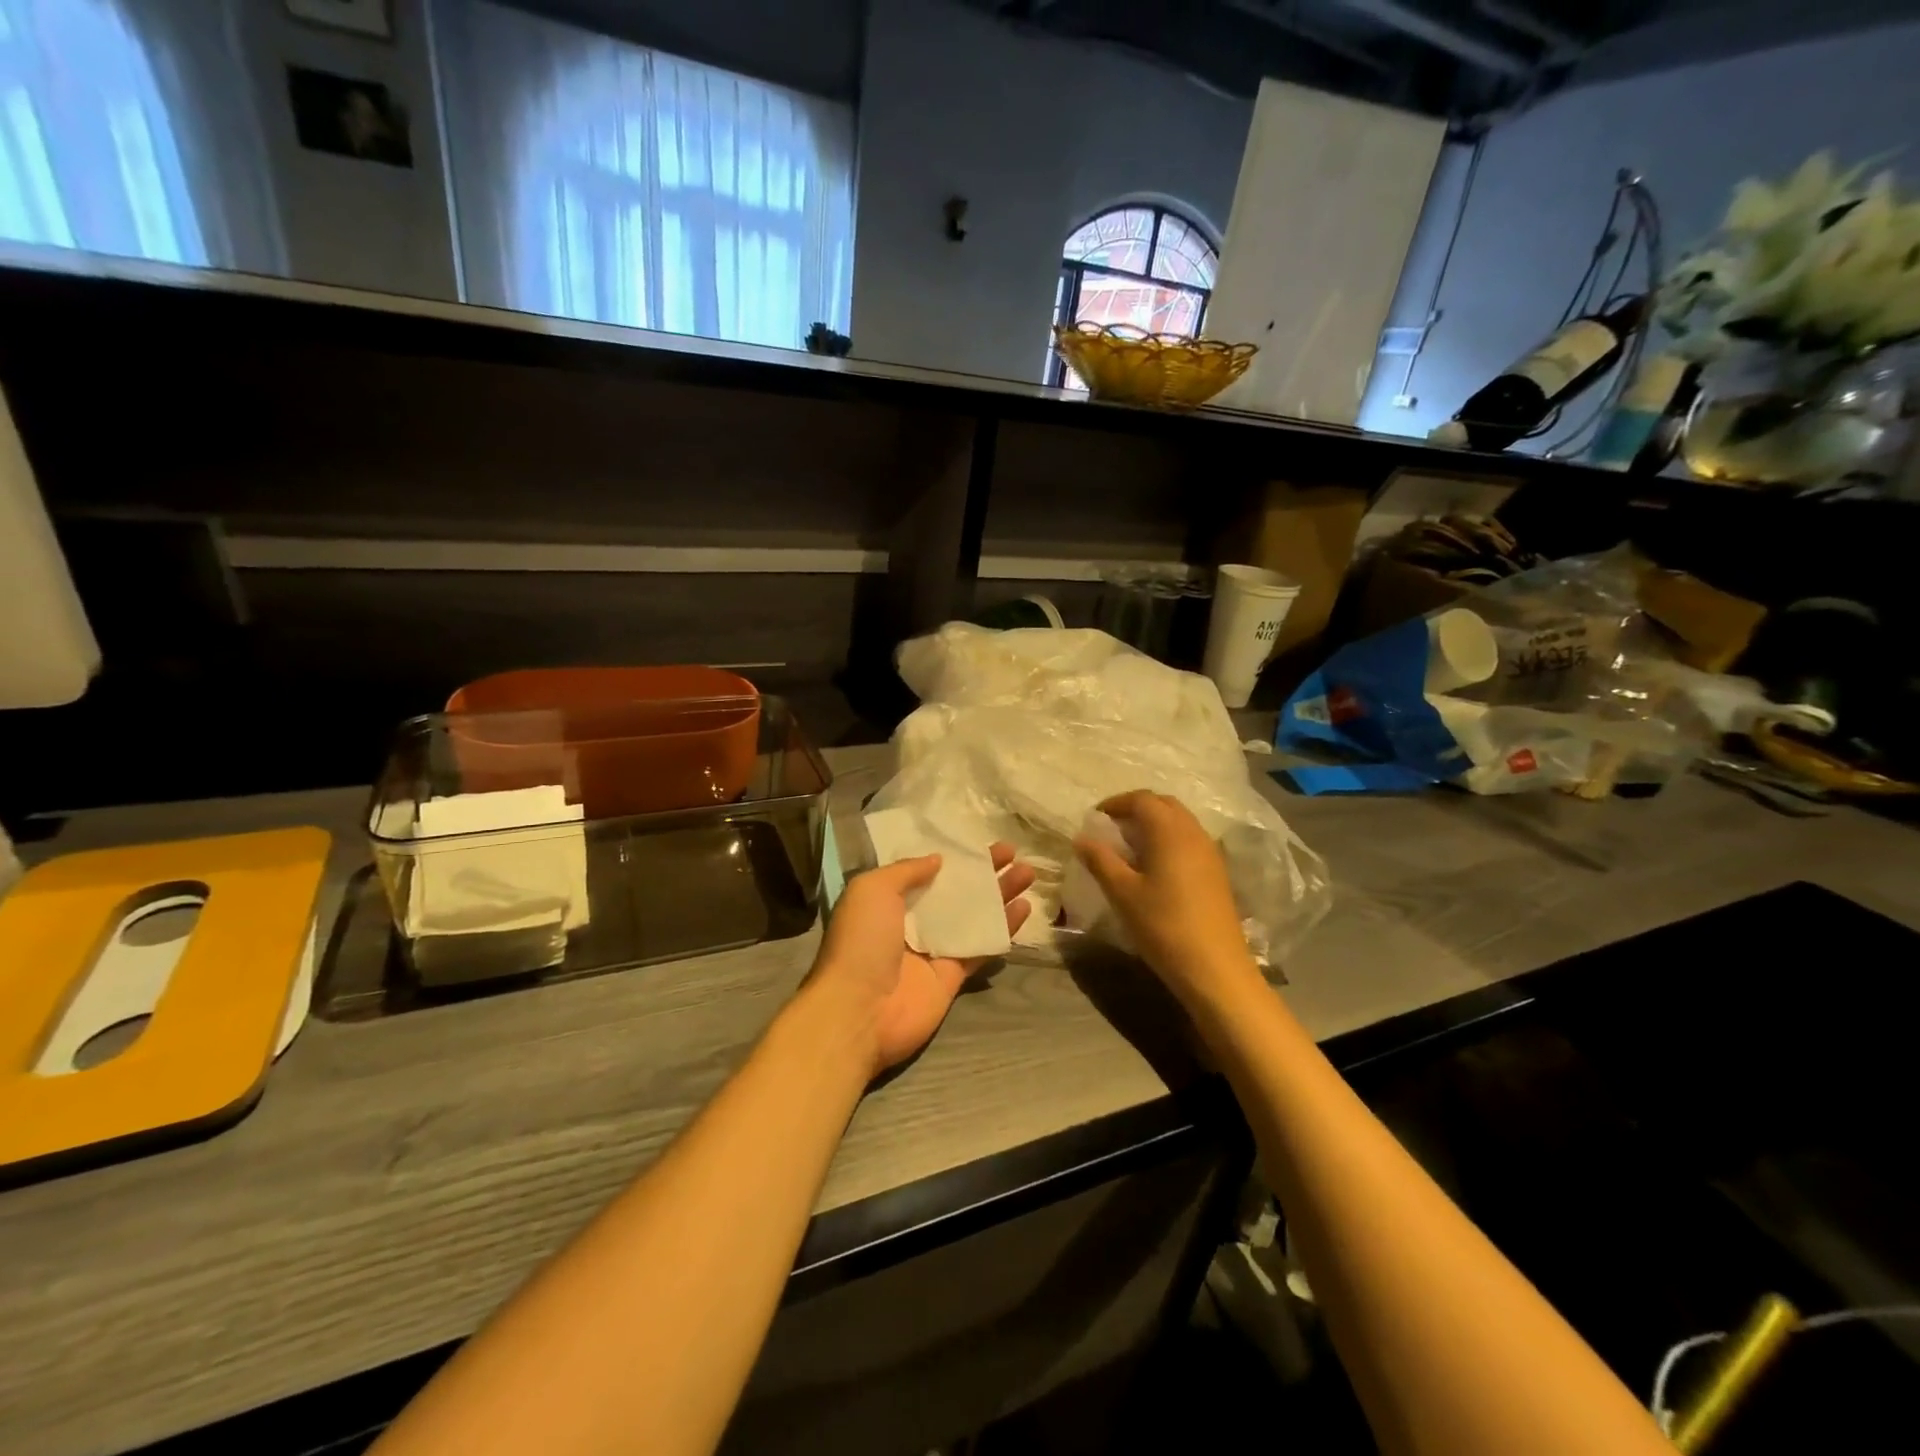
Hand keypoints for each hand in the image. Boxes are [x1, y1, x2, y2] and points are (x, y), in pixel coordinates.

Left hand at [806, 844, 1033, 1078]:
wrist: (860, 1009)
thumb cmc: (862, 941)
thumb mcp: (872, 888)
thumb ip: (906, 870)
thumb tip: (937, 859)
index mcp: (888, 901)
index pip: (927, 872)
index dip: (953, 857)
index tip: (980, 843)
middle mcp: (912, 923)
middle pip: (955, 892)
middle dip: (984, 872)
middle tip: (1013, 853)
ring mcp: (935, 950)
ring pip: (974, 916)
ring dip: (1000, 895)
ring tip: (1028, 873)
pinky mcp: (953, 976)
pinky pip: (982, 947)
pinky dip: (1003, 929)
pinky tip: (1025, 908)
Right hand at [1073, 791, 1257, 1005]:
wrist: (1215, 968)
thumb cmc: (1163, 926)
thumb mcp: (1122, 893)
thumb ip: (1100, 860)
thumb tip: (1081, 837)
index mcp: (1169, 831)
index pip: (1141, 799)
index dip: (1115, 803)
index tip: (1095, 819)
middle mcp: (1193, 832)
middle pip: (1163, 804)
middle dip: (1136, 809)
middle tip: (1111, 829)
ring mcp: (1209, 852)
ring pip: (1179, 821)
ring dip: (1154, 824)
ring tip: (1129, 847)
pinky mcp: (1217, 872)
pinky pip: (1189, 840)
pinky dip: (1168, 840)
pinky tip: (1154, 867)